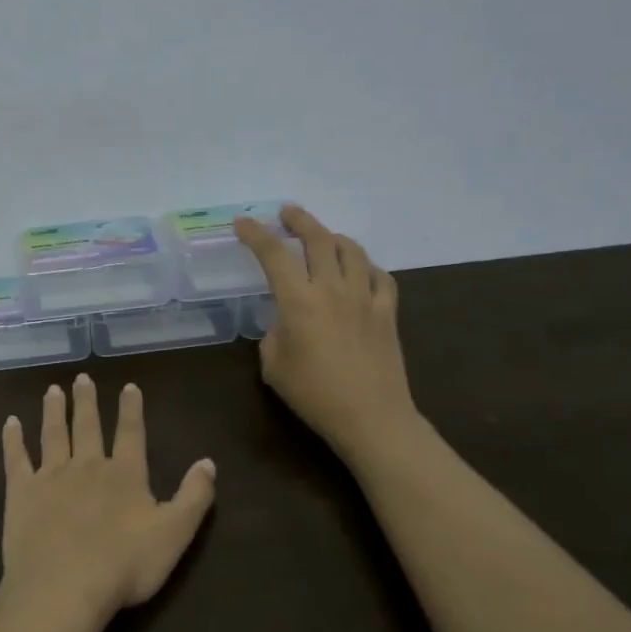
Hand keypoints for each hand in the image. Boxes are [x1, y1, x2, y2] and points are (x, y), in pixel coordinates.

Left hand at [0, 376, 215, 629]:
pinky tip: (10, 423)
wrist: (64, 586)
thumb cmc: (124, 565)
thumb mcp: (175, 534)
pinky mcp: (21, 492)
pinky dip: (13, 439)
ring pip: (53, 435)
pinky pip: (16, 459)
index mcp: (124, 475)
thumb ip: (194, 497)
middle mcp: (87, 466)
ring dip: (53, 411)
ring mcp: (51, 476)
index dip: (131, 409)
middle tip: (82, 378)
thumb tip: (208, 461)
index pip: (130, 434)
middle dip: (86, 402)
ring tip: (52, 390)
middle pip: (87, 427)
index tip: (128, 386)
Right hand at [234, 204, 418, 459]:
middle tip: (286, 213)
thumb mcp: (274, 365)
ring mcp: (364, 297)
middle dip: (299, 220)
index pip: (273, 255)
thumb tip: (286, 320)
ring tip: (322, 237)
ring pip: (351, 250)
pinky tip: (358, 271)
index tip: (243, 223)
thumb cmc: (314, 395)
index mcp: (298, 301)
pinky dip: (365, 266)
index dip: (255, 234)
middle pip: (318, 239)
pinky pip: (379, 276)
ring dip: (333, 237)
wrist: (371, 417)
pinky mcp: (387, 311)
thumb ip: (275, 333)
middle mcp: (332, 289)